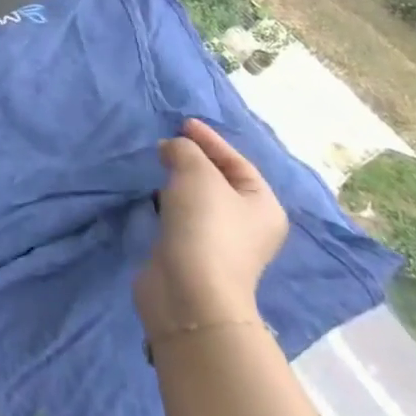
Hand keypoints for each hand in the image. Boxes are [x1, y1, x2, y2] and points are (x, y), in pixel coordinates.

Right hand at [134, 119, 288, 340]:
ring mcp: (221, 243)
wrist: (189, 292)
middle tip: (166, 143)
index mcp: (263, 206)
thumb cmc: (205, 227)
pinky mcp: (193, 255)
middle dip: (193, 159)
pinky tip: (152, 196)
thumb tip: (172, 149)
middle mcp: (248, 225)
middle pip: (220, 180)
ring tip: (156, 165)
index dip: (210, 140)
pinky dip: (168, 203)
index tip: (182, 123)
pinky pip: (182, 218)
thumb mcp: (196, 173)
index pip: (237, 162)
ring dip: (178, 182)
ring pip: (199, 201)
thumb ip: (185, 150)